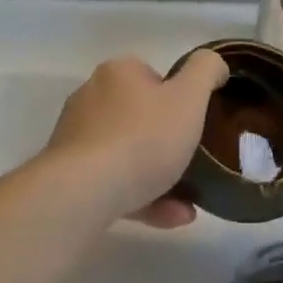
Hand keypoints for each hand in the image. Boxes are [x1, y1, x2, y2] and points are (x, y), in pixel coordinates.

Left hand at [43, 50, 228, 227]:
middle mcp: (91, 99)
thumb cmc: (142, 138)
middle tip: (193, 160)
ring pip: (126, 153)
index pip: (152, 75)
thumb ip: (206, 71)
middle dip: (167, 139)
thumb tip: (214, 65)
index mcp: (117, 73)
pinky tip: (173, 216)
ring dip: (159, 175)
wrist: (82, 195)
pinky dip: (143, 197)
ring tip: (190, 202)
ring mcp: (75, 140)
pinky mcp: (67, 178)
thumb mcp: (190, 97)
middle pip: (137, 115)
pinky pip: (113, 183)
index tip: (195, 121)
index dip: (177, 96)